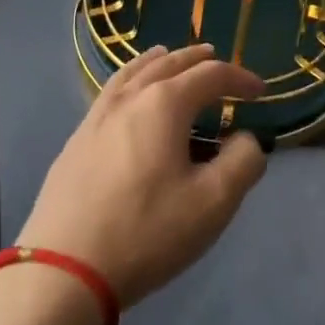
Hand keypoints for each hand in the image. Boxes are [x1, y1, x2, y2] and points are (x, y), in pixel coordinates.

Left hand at [18, 44, 267, 309]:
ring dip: (159, 61)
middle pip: (168, 63)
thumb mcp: (213, 203)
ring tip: (169, 56)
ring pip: (133, 71)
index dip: (239, 78)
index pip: (210, 75)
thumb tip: (246, 139)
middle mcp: (130, 97)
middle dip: (197, 59)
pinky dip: (131, 79)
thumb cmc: (147, 231)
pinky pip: (111, 91)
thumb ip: (242, 163)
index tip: (260, 91)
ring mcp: (97, 116)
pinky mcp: (77, 139)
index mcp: (165, 103)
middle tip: (216, 58)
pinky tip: (129, 95)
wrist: (65, 268)